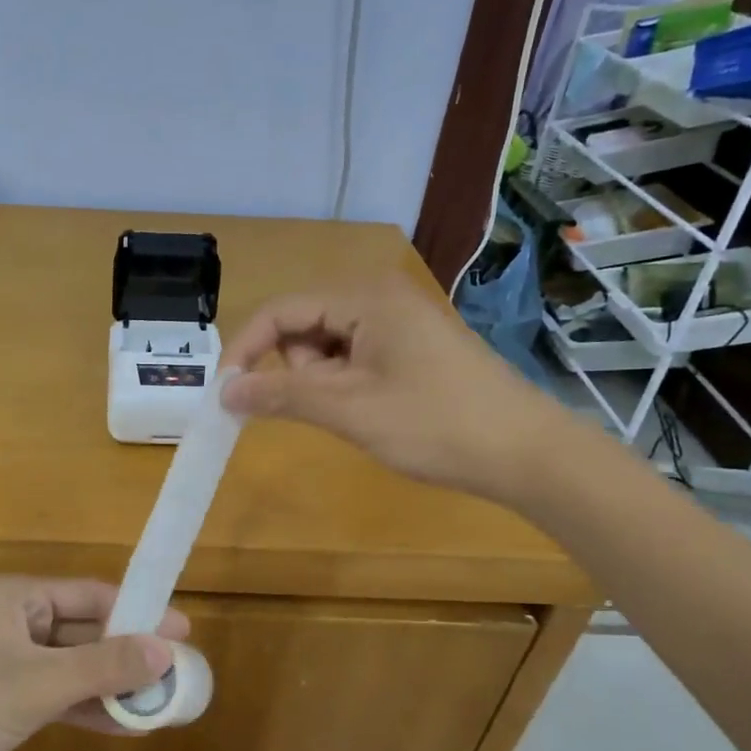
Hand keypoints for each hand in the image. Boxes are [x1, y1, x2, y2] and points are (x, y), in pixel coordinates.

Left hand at [0, 576, 183, 750]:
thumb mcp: (39, 685)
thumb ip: (105, 666)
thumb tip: (167, 650)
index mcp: (12, 597)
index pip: (88, 594)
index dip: (137, 611)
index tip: (183, 629)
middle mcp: (9, 621)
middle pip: (82, 629)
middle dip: (128, 652)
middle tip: (179, 669)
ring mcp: (4, 663)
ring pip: (72, 666)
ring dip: (112, 683)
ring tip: (162, 701)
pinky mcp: (1, 703)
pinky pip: (56, 695)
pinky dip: (88, 707)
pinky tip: (127, 726)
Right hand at [219, 272, 571, 503]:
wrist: (526, 453)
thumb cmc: (434, 424)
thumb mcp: (349, 409)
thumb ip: (281, 394)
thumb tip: (224, 392)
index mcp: (365, 297)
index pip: (281, 310)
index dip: (246, 350)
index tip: (225, 394)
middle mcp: (380, 297)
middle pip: (303, 325)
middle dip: (295, 369)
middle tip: (324, 408)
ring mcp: (399, 322)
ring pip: (327, 346)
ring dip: (322, 382)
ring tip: (355, 414)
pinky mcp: (412, 348)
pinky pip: (354, 358)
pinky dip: (345, 385)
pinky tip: (370, 412)